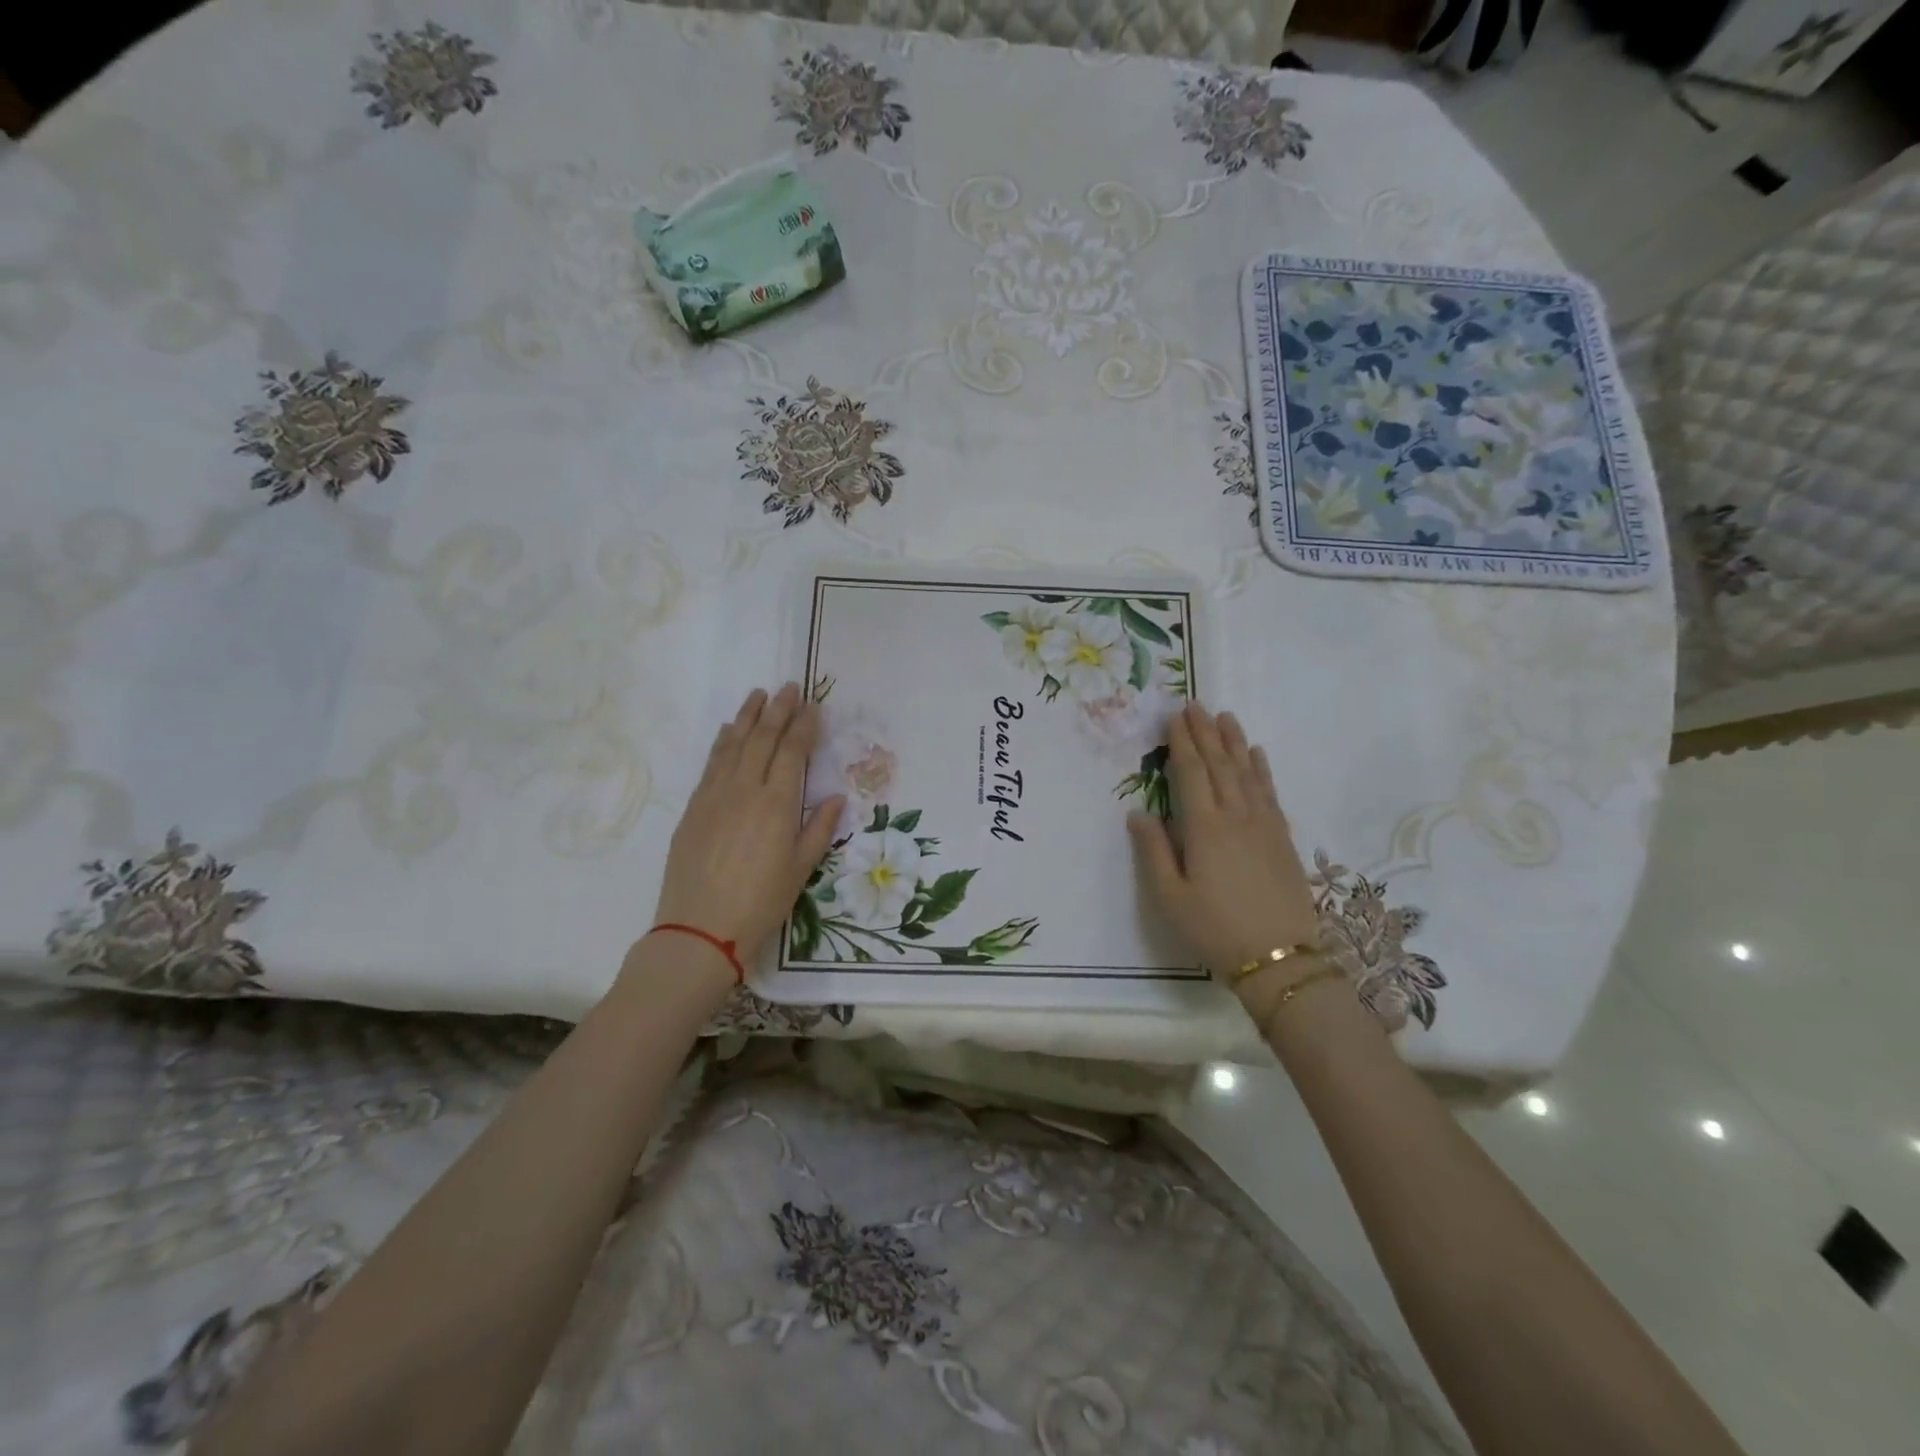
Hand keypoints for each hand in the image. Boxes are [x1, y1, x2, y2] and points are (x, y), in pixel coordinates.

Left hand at [651, 684, 843, 972]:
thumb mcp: (801, 869)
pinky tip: (728, 731)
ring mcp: (715, 795)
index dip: (804, 727)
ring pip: (733, 745)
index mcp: (777, 803)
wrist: (700, 928)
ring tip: (758, 695)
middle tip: (789, 687)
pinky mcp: (694, 807)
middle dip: (778, 710)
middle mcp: (745, 789)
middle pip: (763, 739)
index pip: (793, 752)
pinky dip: (722, 741)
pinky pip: (711, 763)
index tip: (813, 707)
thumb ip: (818, 828)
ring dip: (748, 717)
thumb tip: (834, 798)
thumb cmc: (760, 902)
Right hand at [1128, 702, 1320, 990]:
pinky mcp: (1282, 838)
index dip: (1182, 743)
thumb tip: (1139, 813)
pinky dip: (1262, 769)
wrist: (1281, 959)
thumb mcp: (1170, 897)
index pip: (1192, 773)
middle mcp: (1236, 816)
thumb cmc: (1215, 929)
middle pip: (1220, 765)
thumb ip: (1154, 851)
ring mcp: (1264, 825)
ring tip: (1225, 717)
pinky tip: (1257, 755)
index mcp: (1205, 828)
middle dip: (1206, 733)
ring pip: (1247, 772)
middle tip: (1195, 705)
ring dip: (1234, 742)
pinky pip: (1270, 792)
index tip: (1174, 717)